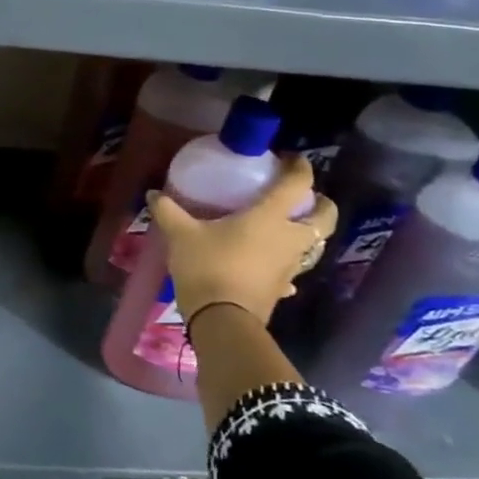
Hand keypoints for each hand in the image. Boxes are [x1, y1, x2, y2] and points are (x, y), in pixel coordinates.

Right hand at [146, 156, 337, 325]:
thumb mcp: (180, 234)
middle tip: (302, 197)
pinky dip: (285, 263)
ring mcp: (290, 266)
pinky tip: (269, 264)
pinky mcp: (282, 288)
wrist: (222, 320)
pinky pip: (292, 270)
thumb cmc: (208, 266)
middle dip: (321, 204)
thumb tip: (153, 194)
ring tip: (283, 226)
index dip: (300, 167)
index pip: (297, 185)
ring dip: (306, 233)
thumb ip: (168, 210)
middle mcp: (289, 239)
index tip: (291, 158)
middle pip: (324, 217)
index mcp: (270, 217)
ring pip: (313, 245)